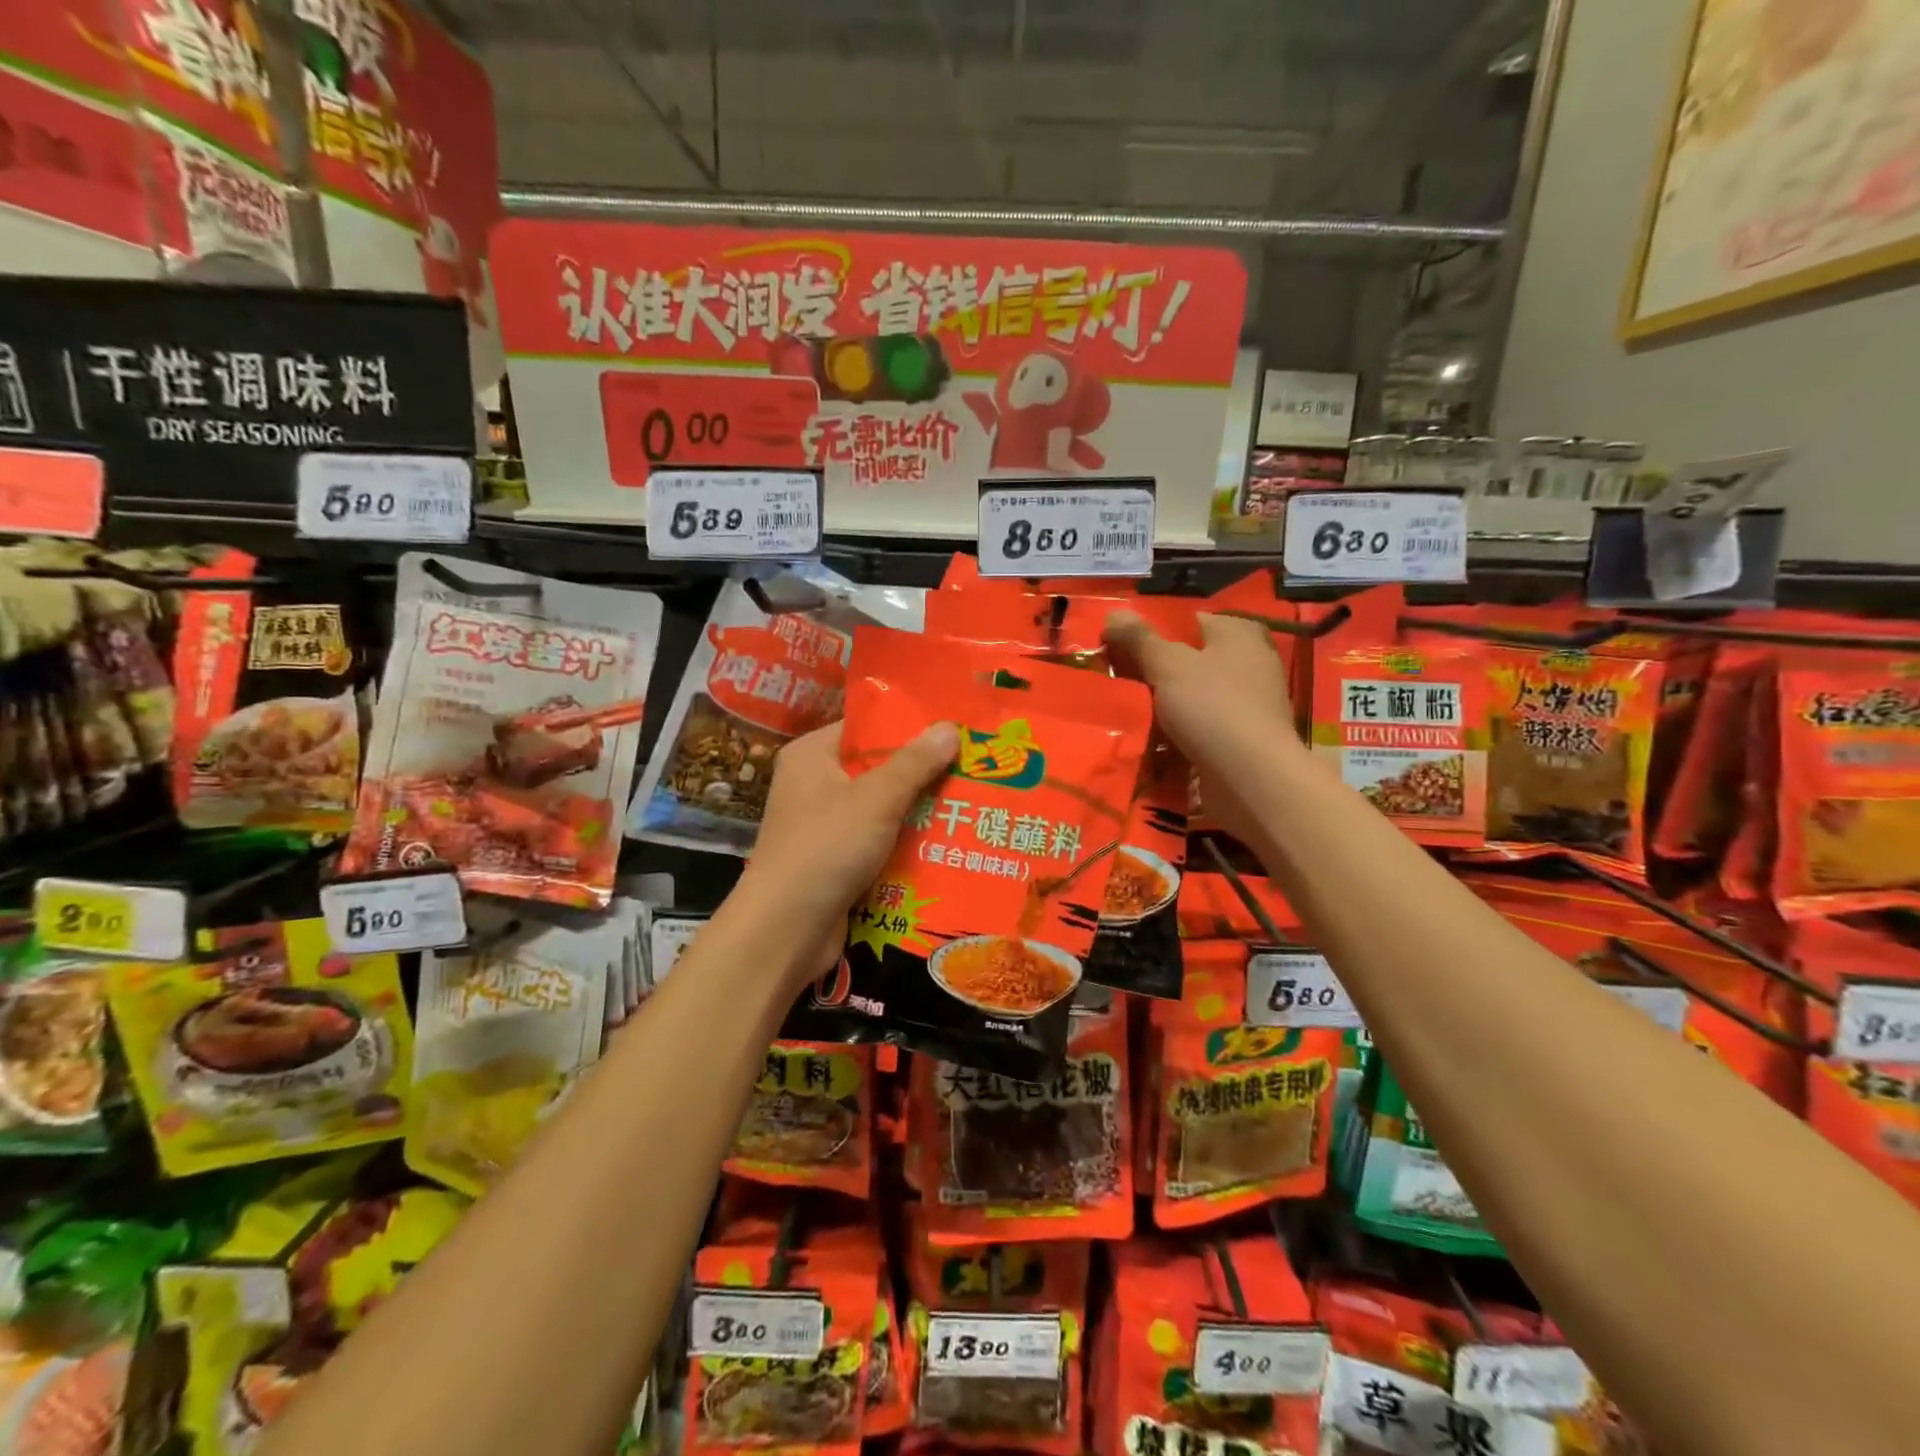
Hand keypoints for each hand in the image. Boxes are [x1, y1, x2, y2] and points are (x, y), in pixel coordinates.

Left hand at [733, 720, 959, 985]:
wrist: (784, 931)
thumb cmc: (826, 848)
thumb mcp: (876, 798)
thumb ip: (915, 763)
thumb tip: (950, 727)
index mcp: (813, 755)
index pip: (866, 727)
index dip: (909, 725)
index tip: (955, 728)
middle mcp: (814, 784)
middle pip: (878, 768)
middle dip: (923, 772)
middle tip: (974, 766)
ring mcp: (823, 826)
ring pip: (882, 808)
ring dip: (919, 811)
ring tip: (972, 802)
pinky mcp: (835, 861)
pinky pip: (878, 841)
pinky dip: (906, 843)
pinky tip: (948, 842)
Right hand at [1104, 611, 1301, 844]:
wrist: (1251, 778)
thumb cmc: (1213, 707)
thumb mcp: (1168, 665)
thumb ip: (1140, 639)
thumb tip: (1115, 613)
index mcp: (1240, 635)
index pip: (1193, 620)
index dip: (1158, 631)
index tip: (1125, 646)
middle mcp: (1251, 664)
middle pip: (1195, 660)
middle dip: (1161, 670)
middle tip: (1122, 678)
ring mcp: (1250, 705)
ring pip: (1197, 696)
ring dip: (1169, 704)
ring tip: (1131, 709)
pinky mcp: (1243, 740)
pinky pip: (1203, 728)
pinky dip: (1181, 733)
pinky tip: (1154, 740)